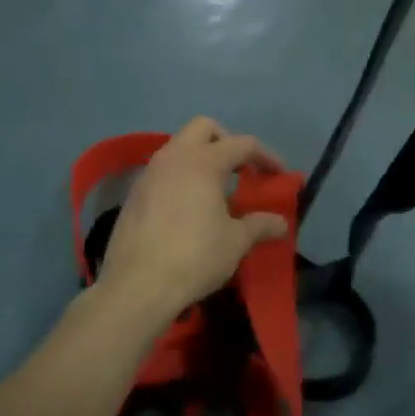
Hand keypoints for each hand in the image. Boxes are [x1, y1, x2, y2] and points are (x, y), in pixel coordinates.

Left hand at [93, 118, 288, 332]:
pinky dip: (181, 178)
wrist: (137, 286)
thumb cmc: (195, 256)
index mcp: (203, 162)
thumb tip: (281, 223)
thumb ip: (260, 225)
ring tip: (216, 191)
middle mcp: (174, 158)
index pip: (243, 144)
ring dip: (201, 160)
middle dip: (227, 142)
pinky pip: (163, 172)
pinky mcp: (133, 195)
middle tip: (241, 170)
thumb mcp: (236, 242)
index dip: (266, 156)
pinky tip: (188, 209)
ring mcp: (148, 174)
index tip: (280, 175)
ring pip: (179, 148)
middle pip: (204, 128)